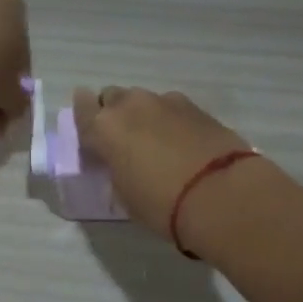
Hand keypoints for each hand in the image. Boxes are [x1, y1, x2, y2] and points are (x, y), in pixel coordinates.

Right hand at [73, 87, 261, 250]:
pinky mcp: (197, 107)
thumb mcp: (125, 196)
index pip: (82, 108)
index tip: (91, 134)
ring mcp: (166, 101)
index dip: (85, 118)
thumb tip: (122, 163)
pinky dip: (170, 120)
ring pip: (145, 100)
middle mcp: (132, 105)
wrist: (220, 194)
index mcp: (105, 127)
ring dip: (144, 115)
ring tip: (156, 142)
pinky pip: (172, 108)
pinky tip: (182, 142)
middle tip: (123, 140)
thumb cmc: (162, 204)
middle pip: (113, 97)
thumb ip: (116, 171)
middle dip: (114, 113)